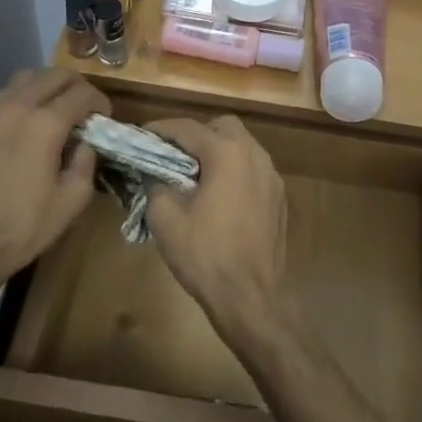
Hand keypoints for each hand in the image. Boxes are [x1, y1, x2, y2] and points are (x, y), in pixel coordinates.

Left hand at [0, 69, 109, 290]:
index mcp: (45, 124)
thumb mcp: (72, 201)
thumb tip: (85, 144)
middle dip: (75, 86)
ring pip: (24, 79)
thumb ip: (86, 162)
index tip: (103, 117)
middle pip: (53, 74)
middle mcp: (16, 107)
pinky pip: (0, 98)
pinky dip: (19, 102)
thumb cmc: (22, 227)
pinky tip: (20, 129)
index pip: (82, 92)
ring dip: (45, 88)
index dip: (100, 101)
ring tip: (52, 112)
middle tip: (82, 108)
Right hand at [142, 115, 290, 341]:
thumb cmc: (205, 255)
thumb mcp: (166, 219)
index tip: (142, 135)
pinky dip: (234, 169)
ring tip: (194, 173)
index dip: (161, 129)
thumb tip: (153, 172)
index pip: (188, 128)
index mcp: (226, 153)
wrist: (250, 296)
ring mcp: (272, 175)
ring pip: (242, 145)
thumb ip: (156, 184)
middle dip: (196, 134)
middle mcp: (254, 154)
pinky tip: (219, 194)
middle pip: (222, 126)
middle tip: (173, 153)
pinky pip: (253, 168)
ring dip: (217, 150)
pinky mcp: (279, 196)